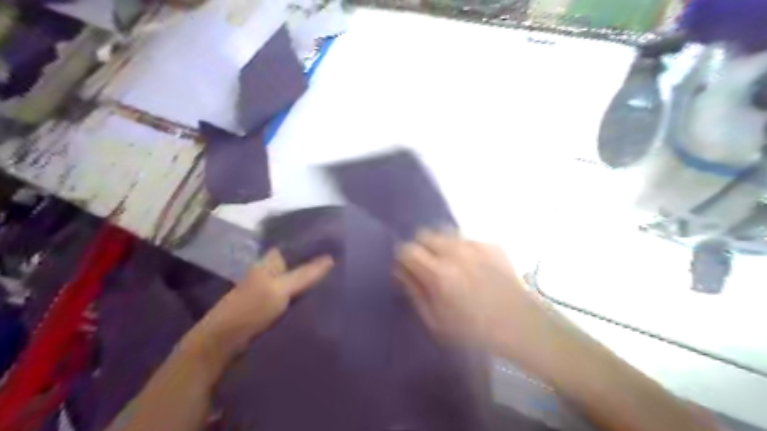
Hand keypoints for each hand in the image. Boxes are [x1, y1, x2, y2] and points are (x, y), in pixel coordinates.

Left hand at [188, 249, 332, 359]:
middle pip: (297, 262)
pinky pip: (294, 295)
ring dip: (312, 279)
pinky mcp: (272, 306)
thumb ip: (304, 274)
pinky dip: (306, 294)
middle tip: (341, 261)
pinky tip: (321, 295)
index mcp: (268, 262)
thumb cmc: (250, 309)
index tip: (334, 242)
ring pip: (296, 279)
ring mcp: (270, 289)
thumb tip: (331, 258)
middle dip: (315, 261)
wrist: (222, 343)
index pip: (293, 245)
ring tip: (337, 276)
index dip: (311, 242)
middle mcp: (269, 271)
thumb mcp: (279, 290)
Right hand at [399, 232, 540, 359]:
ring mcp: (476, 245)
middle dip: (421, 248)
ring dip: (441, 245)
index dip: (403, 258)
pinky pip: (467, 239)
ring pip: (446, 233)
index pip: (407, 249)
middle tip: (428, 266)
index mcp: (439, 273)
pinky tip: (473, 267)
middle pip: (425, 234)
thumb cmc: (474, 330)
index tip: (407, 268)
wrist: (521, 325)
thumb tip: (400, 271)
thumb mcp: (436, 320)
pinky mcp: (492, 244)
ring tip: (451, 265)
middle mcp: (456, 252)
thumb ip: (414, 291)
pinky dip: (463, 249)